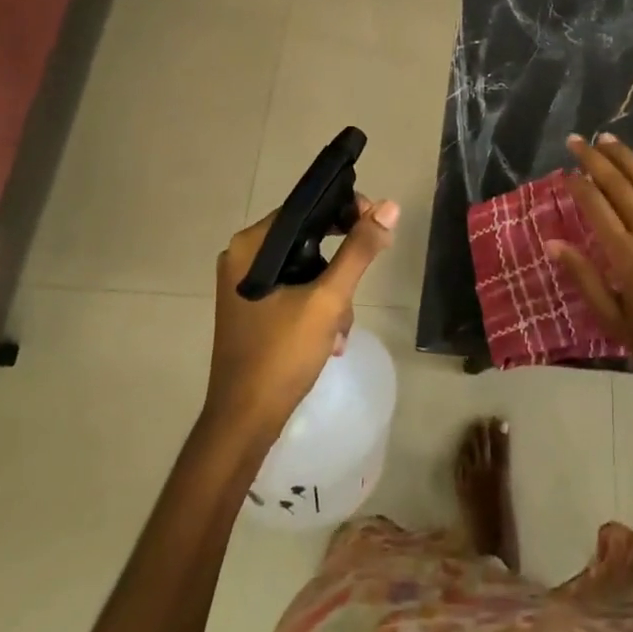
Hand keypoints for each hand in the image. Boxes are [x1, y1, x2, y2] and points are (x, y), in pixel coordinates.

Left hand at [203, 195, 398, 442]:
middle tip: (357, 289)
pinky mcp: (253, 310)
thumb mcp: (328, 300)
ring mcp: (246, 286)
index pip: (305, 208)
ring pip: (306, 269)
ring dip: (332, 295)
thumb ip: (359, 251)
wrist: (243, 424)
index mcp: (251, 246)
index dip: (345, 211)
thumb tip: (389, 207)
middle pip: (308, 239)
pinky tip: (330, 340)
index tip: (376, 226)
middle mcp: (243, 258)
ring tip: (340, 329)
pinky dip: (317, 308)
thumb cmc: (281, 355)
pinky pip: (295, 291)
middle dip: (340, 267)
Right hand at [550, 135, 632, 411]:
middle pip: (620, 186)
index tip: (565, 171)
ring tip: (608, 139)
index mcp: (626, 257)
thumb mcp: (613, 320)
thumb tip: (553, 243)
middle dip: (596, 160)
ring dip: (628, 158)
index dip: (579, 185)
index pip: (597, 207)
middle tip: (578, 141)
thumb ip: (584, 277)